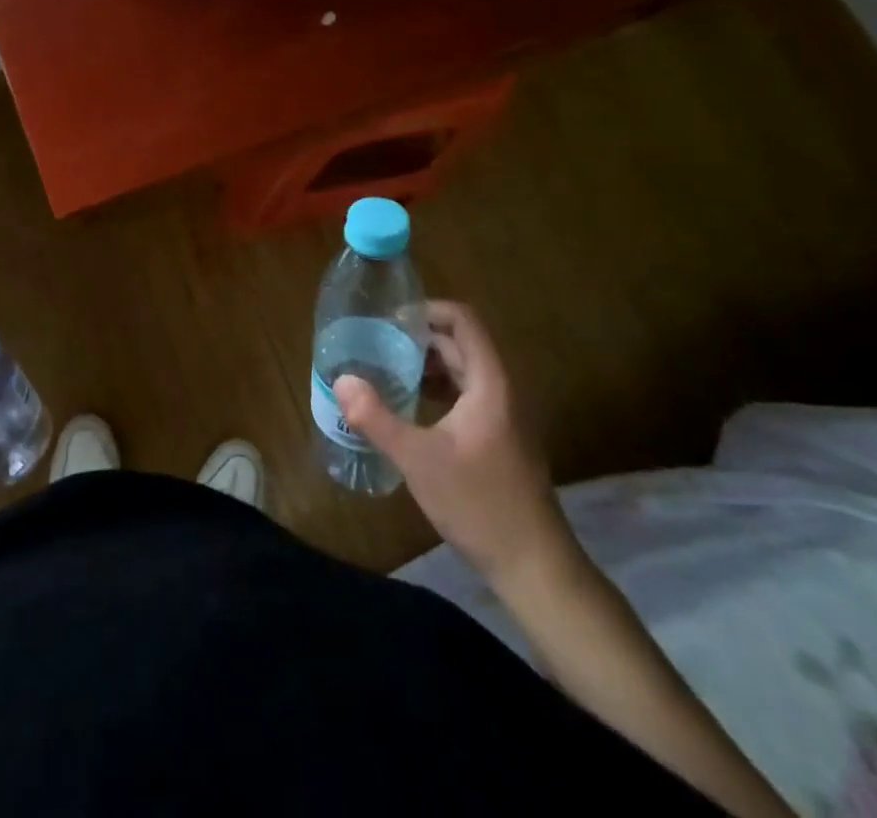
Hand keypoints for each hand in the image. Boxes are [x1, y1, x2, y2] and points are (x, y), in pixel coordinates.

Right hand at [335, 300, 571, 591]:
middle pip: (462, 343)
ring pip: (464, 369)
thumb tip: (341, 380)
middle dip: (420, 337)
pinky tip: (411, 405)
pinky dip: (439, 387)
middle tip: (377, 343)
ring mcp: (505, 415)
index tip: (390, 320)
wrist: (534, 566)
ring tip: (387, 369)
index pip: (464, 321)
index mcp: (490, 383)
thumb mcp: (418, 459)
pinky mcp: (501, 437)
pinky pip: (468, 393)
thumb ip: (377, 417)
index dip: (428, 310)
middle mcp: (502, 390)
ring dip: (428, 363)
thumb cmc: (479, 504)